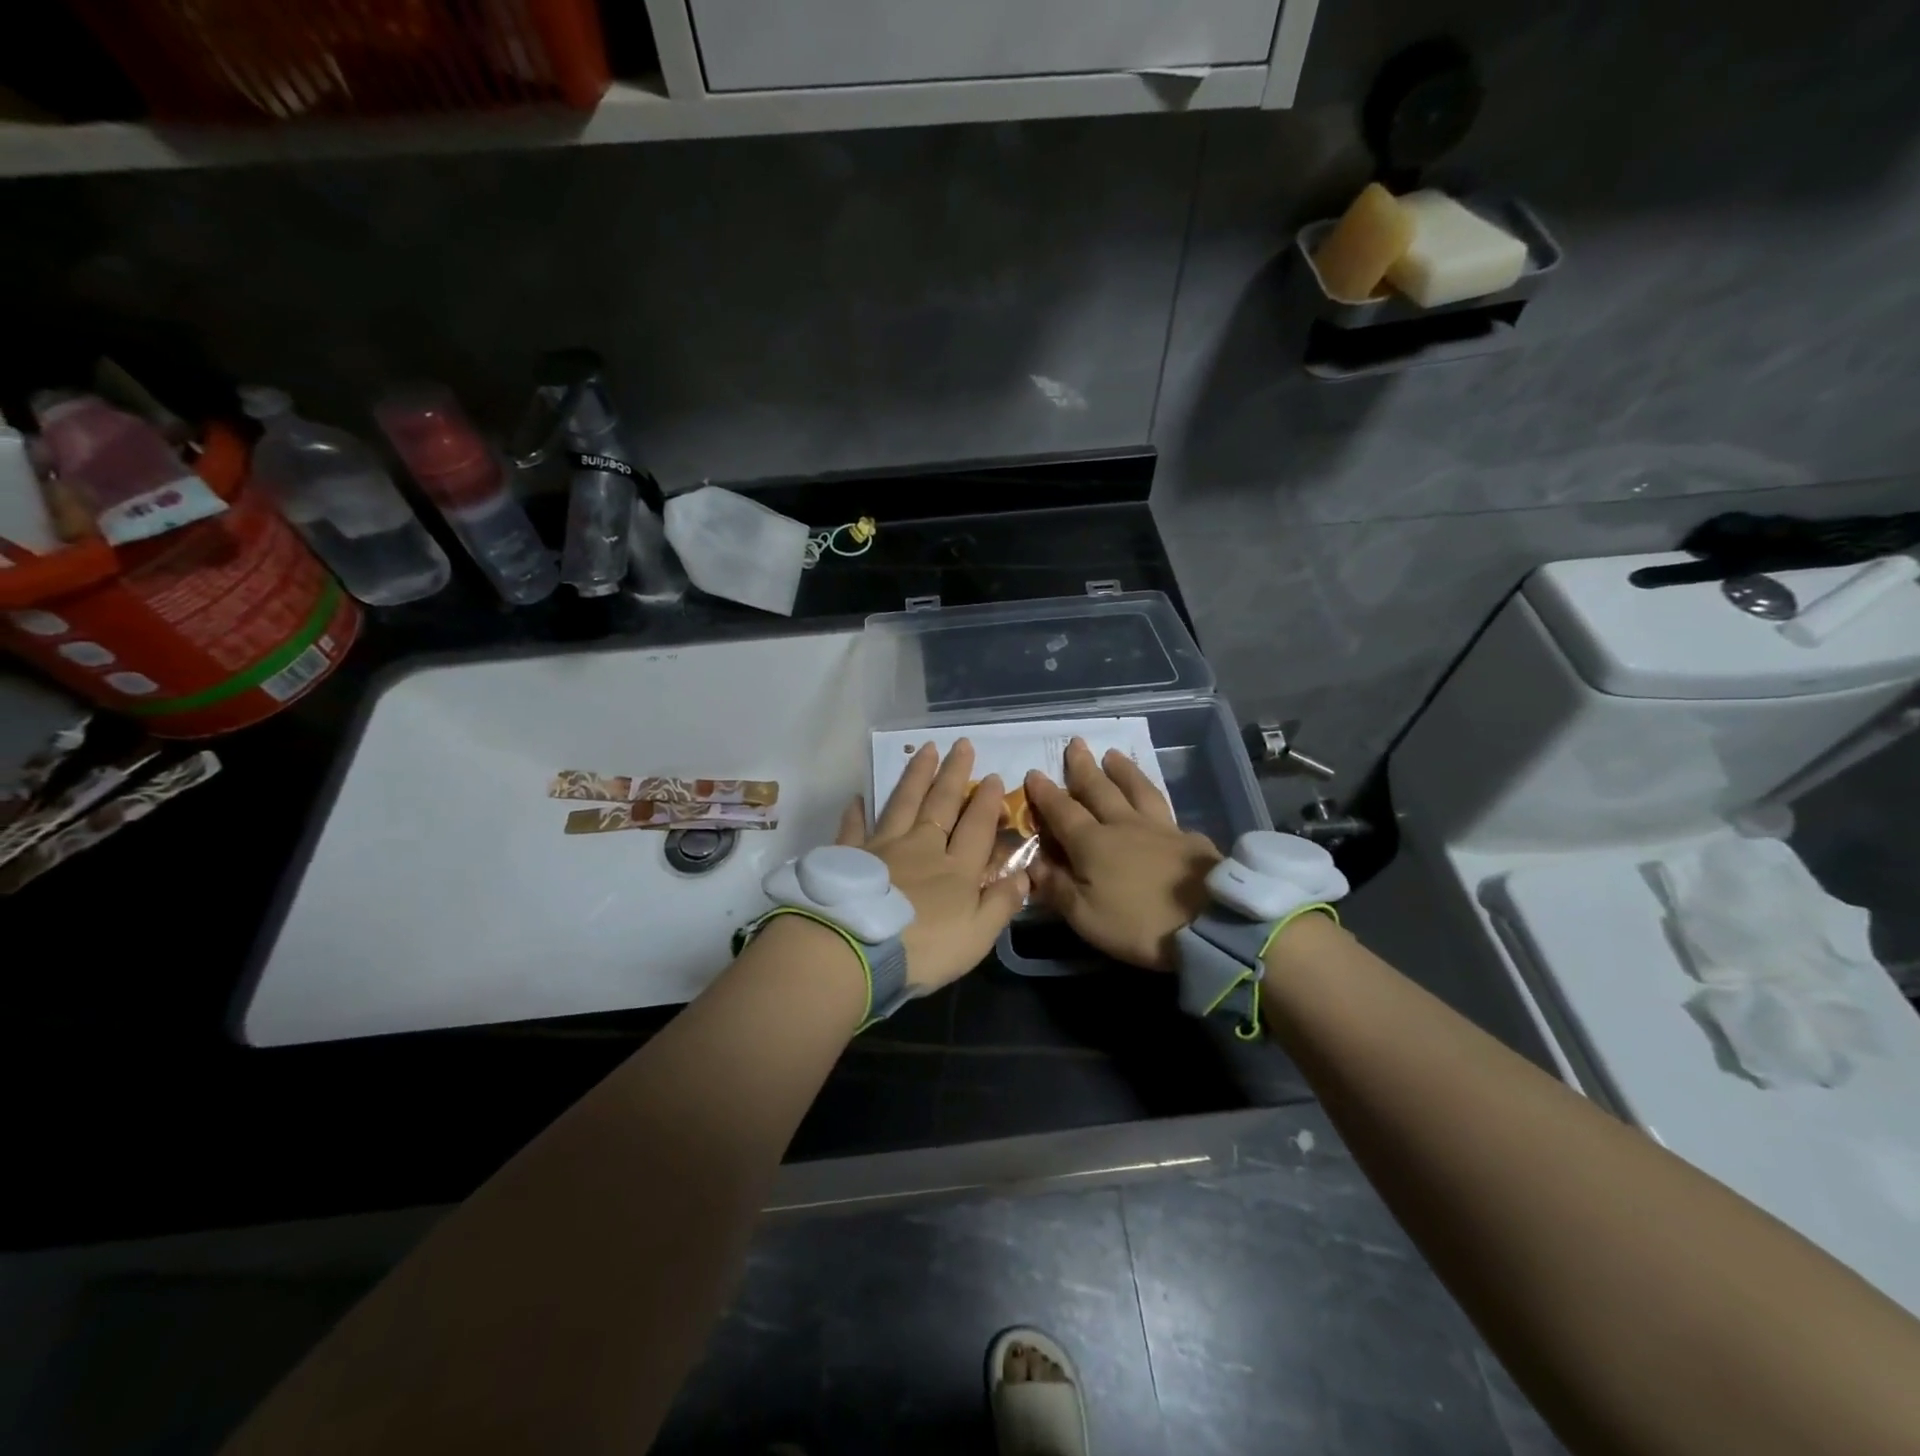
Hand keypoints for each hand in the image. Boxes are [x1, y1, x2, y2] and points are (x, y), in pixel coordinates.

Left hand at [834, 740, 1028, 992]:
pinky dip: (857, 813)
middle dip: (954, 774)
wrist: (858, 951)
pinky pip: (854, 829)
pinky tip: (858, 798)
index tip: (994, 776)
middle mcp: (922, 848)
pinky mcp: (851, 857)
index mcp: (956, 869)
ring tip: (926, 750)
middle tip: (962, 744)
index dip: (987, 802)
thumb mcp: (976, 936)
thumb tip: (1023, 874)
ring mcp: (884, 848)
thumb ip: (1000, 904)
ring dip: (917, 776)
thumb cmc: (924, 949)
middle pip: (942, 804)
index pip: (977, 827)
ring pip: (903, 803)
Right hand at [1024, 738, 1221, 971]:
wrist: (1211, 924)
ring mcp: (1160, 828)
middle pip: (1100, 789)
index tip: (1034, 773)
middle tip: (1075, 743)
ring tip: (1113, 755)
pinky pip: (1166, 810)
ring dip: (1122, 771)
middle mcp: (1124, 825)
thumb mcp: (1086, 916)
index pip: (1062, 811)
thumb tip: (1032, 863)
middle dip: (1083, 767)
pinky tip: (1155, 802)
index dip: (1046, 793)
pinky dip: (1154, 799)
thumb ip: (1057, 887)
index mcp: (1093, 843)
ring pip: (1137, 789)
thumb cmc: (1139, 924)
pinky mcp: (1190, 839)